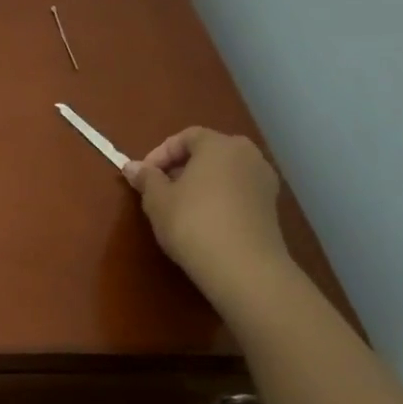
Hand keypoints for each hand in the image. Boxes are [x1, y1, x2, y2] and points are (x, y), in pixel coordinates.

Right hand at [124, 127, 292, 299]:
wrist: (243, 267)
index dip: (160, 153)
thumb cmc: (192, 222)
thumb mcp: (157, 200)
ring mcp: (264, 180)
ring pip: (225, 172)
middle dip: (182, 166)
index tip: (144, 176)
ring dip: (201, 182)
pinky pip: (238, 190)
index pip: (186, 136)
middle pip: (209, 151)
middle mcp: (247, 155)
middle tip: (161, 188)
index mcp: (219, 145)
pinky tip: (204, 220)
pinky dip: (219, 197)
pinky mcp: (271, 206)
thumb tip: (132, 167)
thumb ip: (146, 179)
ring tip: (181, 205)